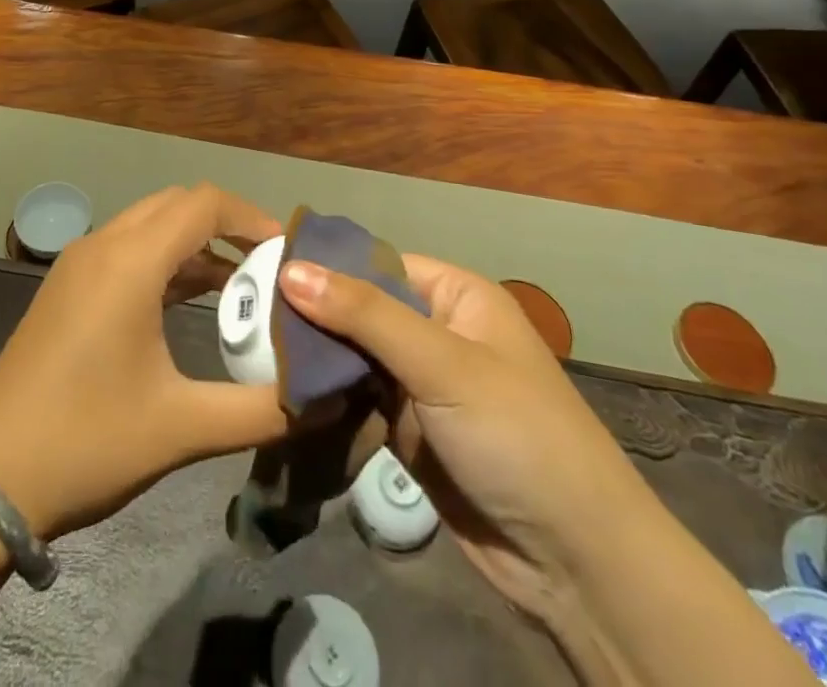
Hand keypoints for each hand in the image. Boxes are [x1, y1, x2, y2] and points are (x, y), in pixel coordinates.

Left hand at [0, 185, 289, 539]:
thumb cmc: (87, 441)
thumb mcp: (181, 428)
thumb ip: (257, 410)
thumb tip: (318, 400)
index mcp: (130, 261)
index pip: (203, 204)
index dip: (250, 217)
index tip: (285, 250)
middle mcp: (103, 244)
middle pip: (177, 204)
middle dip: (225, 224)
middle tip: (266, 265)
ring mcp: (78, 263)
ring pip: (150, 224)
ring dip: (194, 242)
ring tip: (239, 284)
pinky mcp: (66, 287)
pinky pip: (127, 248)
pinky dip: (165, 259)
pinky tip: (188, 300)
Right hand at [278, 255, 644, 616]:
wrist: (575, 564)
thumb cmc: (515, 435)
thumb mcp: (441, 363)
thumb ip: (365, 314)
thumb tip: (291, 269)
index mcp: (456, 296)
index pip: (379, 263)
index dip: (327, 266)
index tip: (265, 268)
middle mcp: (438, 332)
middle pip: (362, 310)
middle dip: (314, 317)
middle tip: (251, 318)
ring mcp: (423, 385)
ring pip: (355, 358)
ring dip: (317, 361)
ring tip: (255, 353)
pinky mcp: (410, 432)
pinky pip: (359, 403)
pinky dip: (329, 401)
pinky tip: (285, 396)